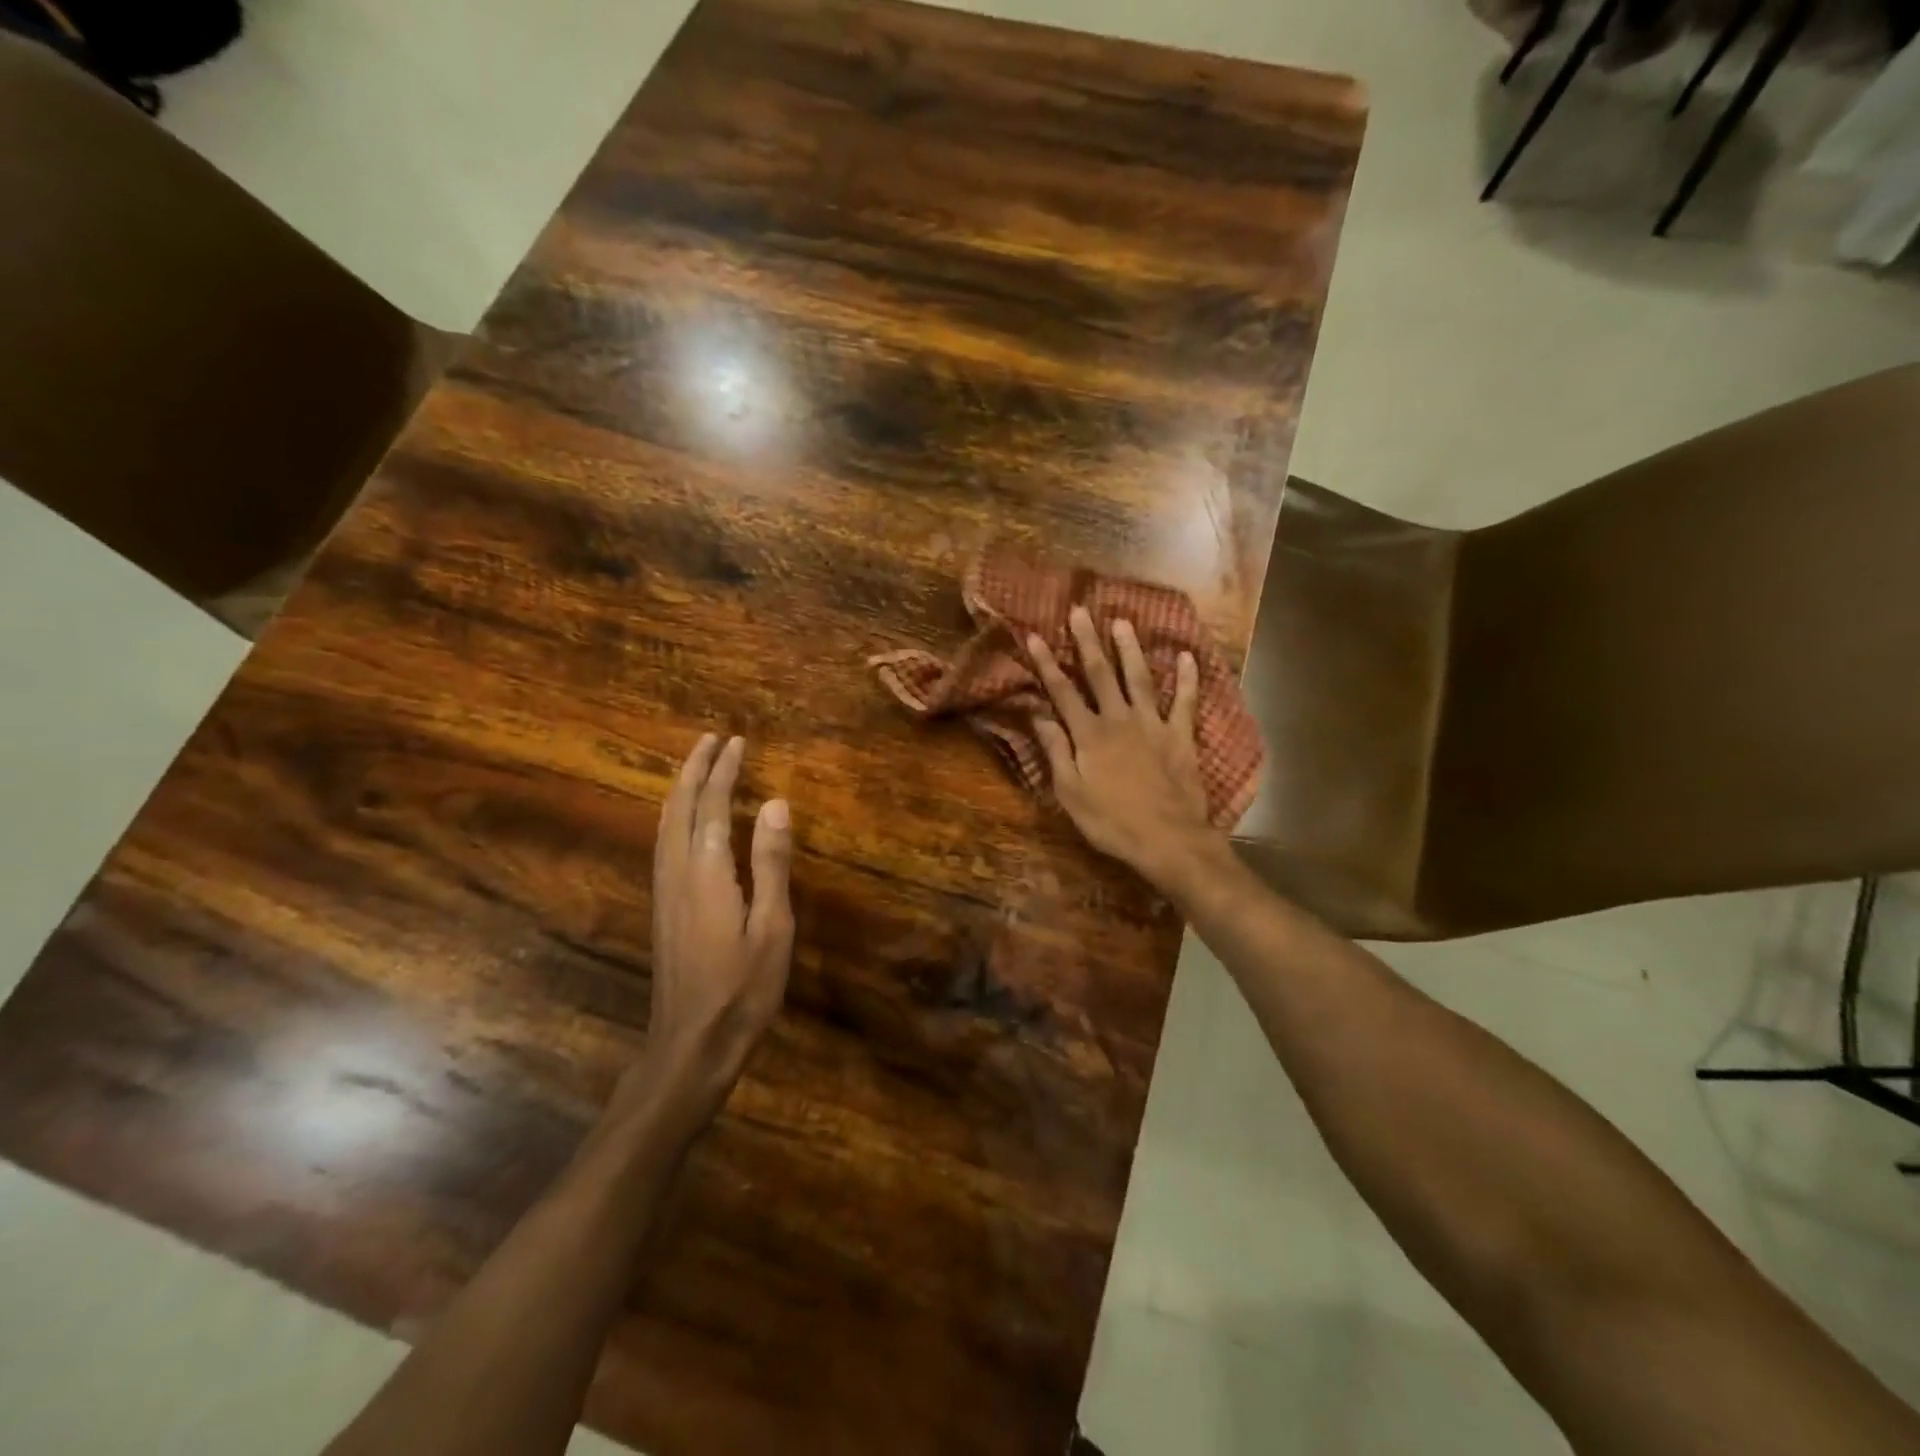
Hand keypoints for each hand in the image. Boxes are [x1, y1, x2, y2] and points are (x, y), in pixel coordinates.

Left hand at [636, 733, 792, 1122]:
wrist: (691, 1044)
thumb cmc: (743, 988)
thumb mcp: (772, 927)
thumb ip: (770, 862)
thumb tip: (775, 803)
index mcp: (706, 871)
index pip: (712, 805)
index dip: (723, 770)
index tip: (736, 741)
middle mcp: (677, 872)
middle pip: (679, 807)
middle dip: (694, 769)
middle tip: (711, 739)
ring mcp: (665, 891)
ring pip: (665, 825)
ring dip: (680, 789)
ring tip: (697, 766)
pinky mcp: (663, 908)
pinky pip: (664, 843)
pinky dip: (674, 815)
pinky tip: (683, 821)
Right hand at [1028, 606, 1223, 890]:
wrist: (1168, 839)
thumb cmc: (1111, 822)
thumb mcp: (1070, 793)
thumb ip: (1056, 751)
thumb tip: (1038, 716)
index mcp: (1089, 735)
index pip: (1062, 692)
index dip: (1046, 663)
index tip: (1034, 635)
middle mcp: (1119, 720)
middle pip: (1100, 674)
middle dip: (1088, 641)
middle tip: (1080, 611)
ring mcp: (1153, 724)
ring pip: (1139, 678)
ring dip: (1130, 649)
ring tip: (1123, 622)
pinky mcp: (1180, 736)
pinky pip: (1185, 701)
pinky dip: (1187, 678)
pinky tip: (1186, 656)